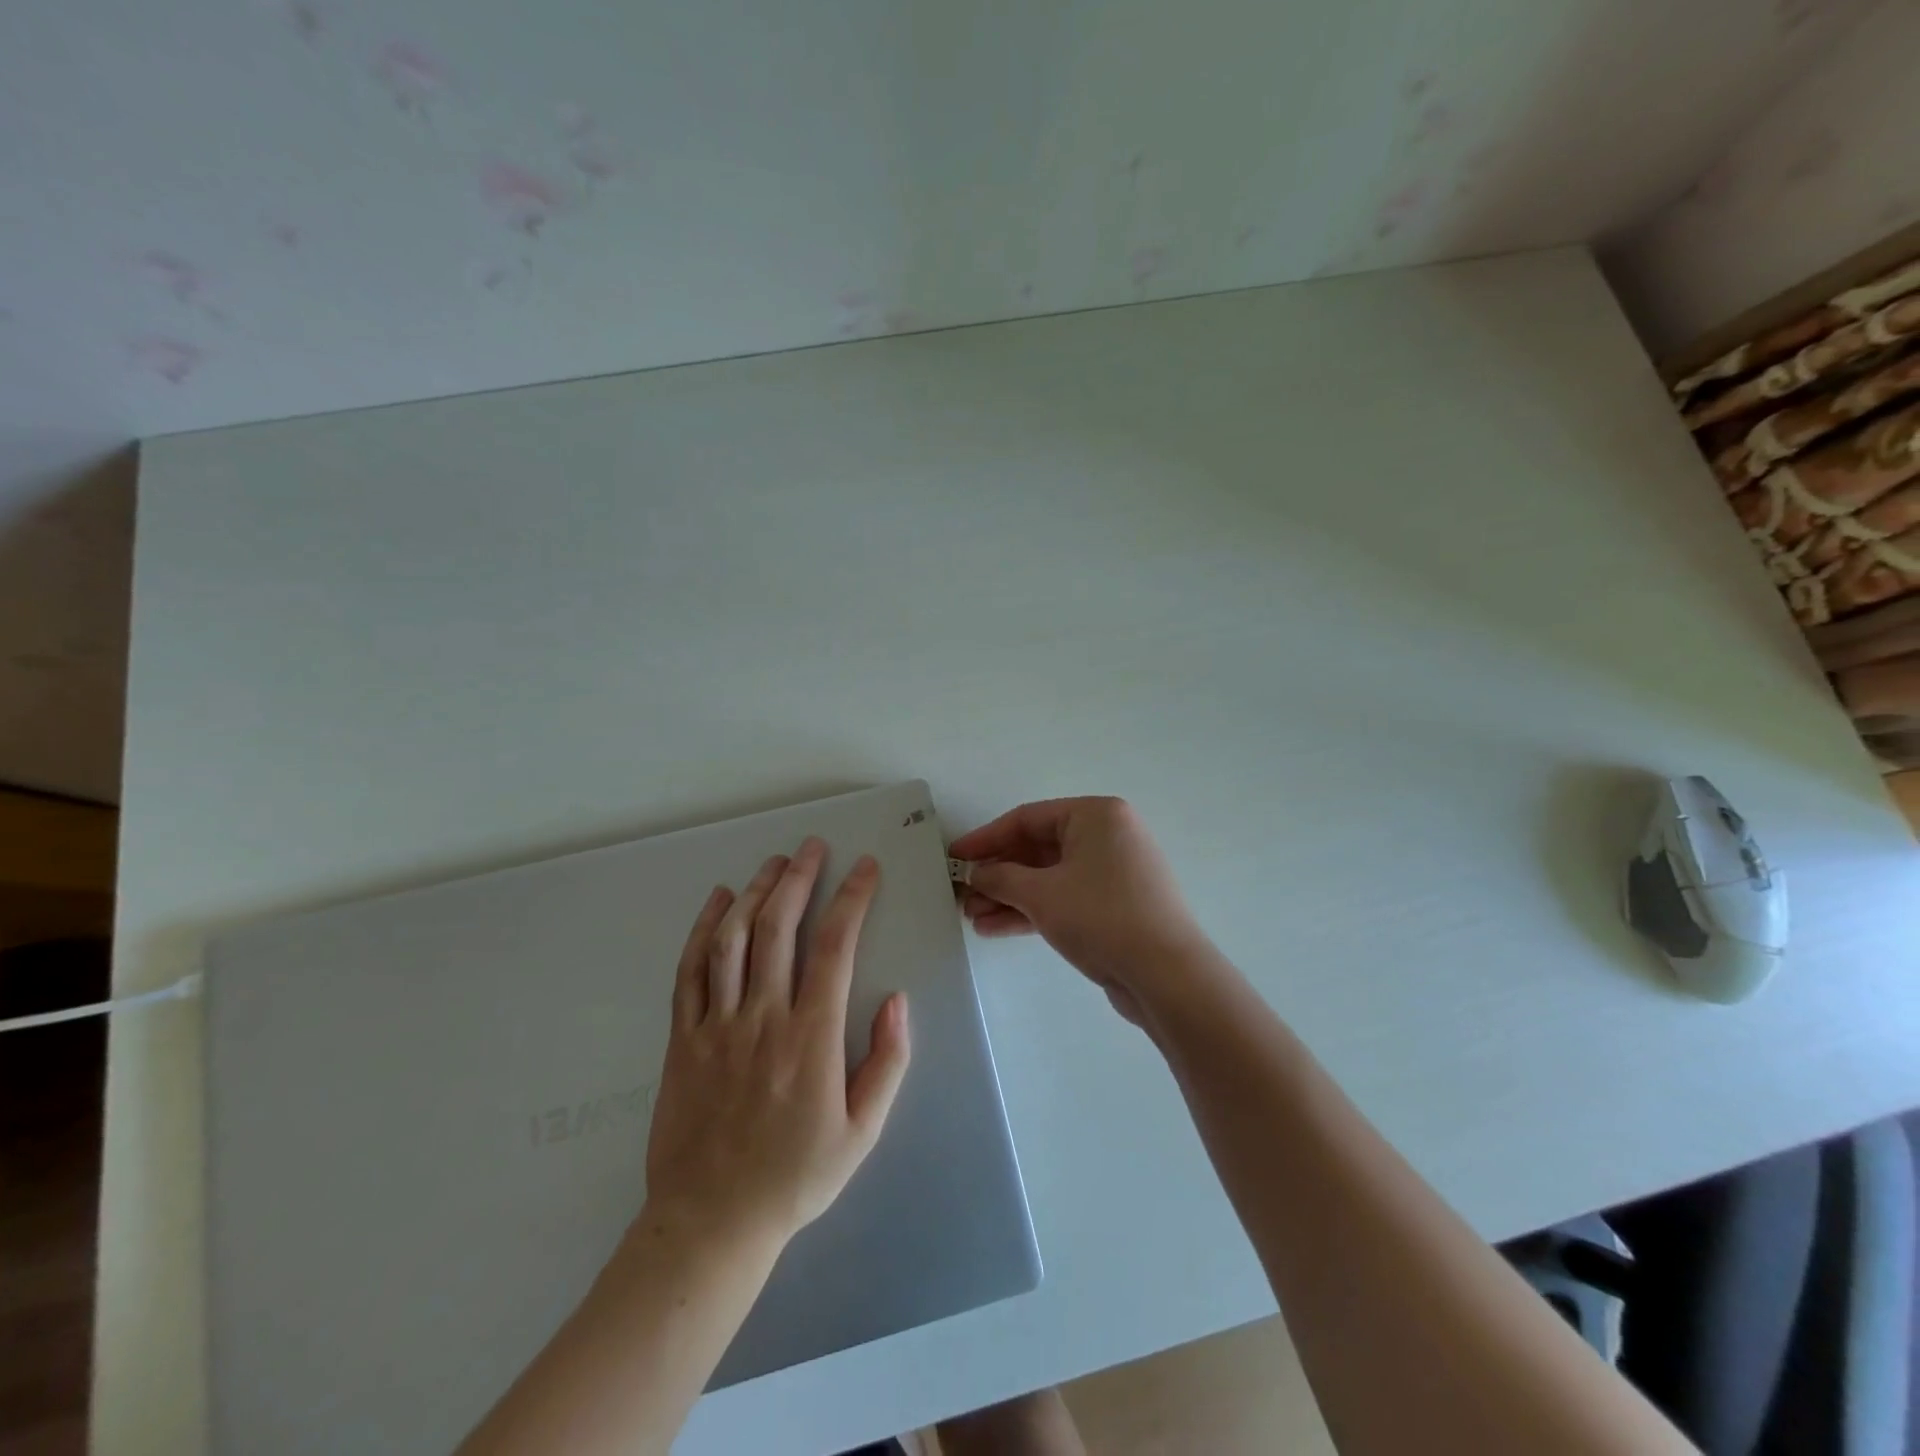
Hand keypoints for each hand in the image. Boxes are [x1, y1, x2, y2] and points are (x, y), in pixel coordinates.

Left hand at [642, 838, 910, 1251]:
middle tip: (812, 847)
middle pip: (780, 928)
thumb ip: (887, 1063)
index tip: (864, 867)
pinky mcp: (683, 1037)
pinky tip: (718, 900)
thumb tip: (898, 1000)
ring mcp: (717, 1024)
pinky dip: (704, 929)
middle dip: (799, 878)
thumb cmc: (795, 1177)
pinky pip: (691, 970)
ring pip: (735, 939)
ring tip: (773, 862)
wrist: (710, 1223)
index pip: (835, 946)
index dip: (852, 898)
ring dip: (756, 892)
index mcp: (811, 1036)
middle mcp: (763, 1017)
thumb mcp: (862, 1132)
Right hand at [949, 797, 1211, 1024]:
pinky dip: (1032, 910)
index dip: (986, 838)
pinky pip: (1064, 898)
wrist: (1167, 976)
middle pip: (1037, 848)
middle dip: (997, 873)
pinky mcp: (1114, 906)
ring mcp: (1113, 873)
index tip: (954, 857)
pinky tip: (995, 928)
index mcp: (1095, 816)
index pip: (1027, 818)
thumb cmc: (1101, 917)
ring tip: (972, 917)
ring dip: (1010, 896)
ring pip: (1048, 877)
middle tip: (961, 894)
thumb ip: (1000, 878)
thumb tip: (976, 874)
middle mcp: (1106, 836)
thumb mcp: (1041, 894)